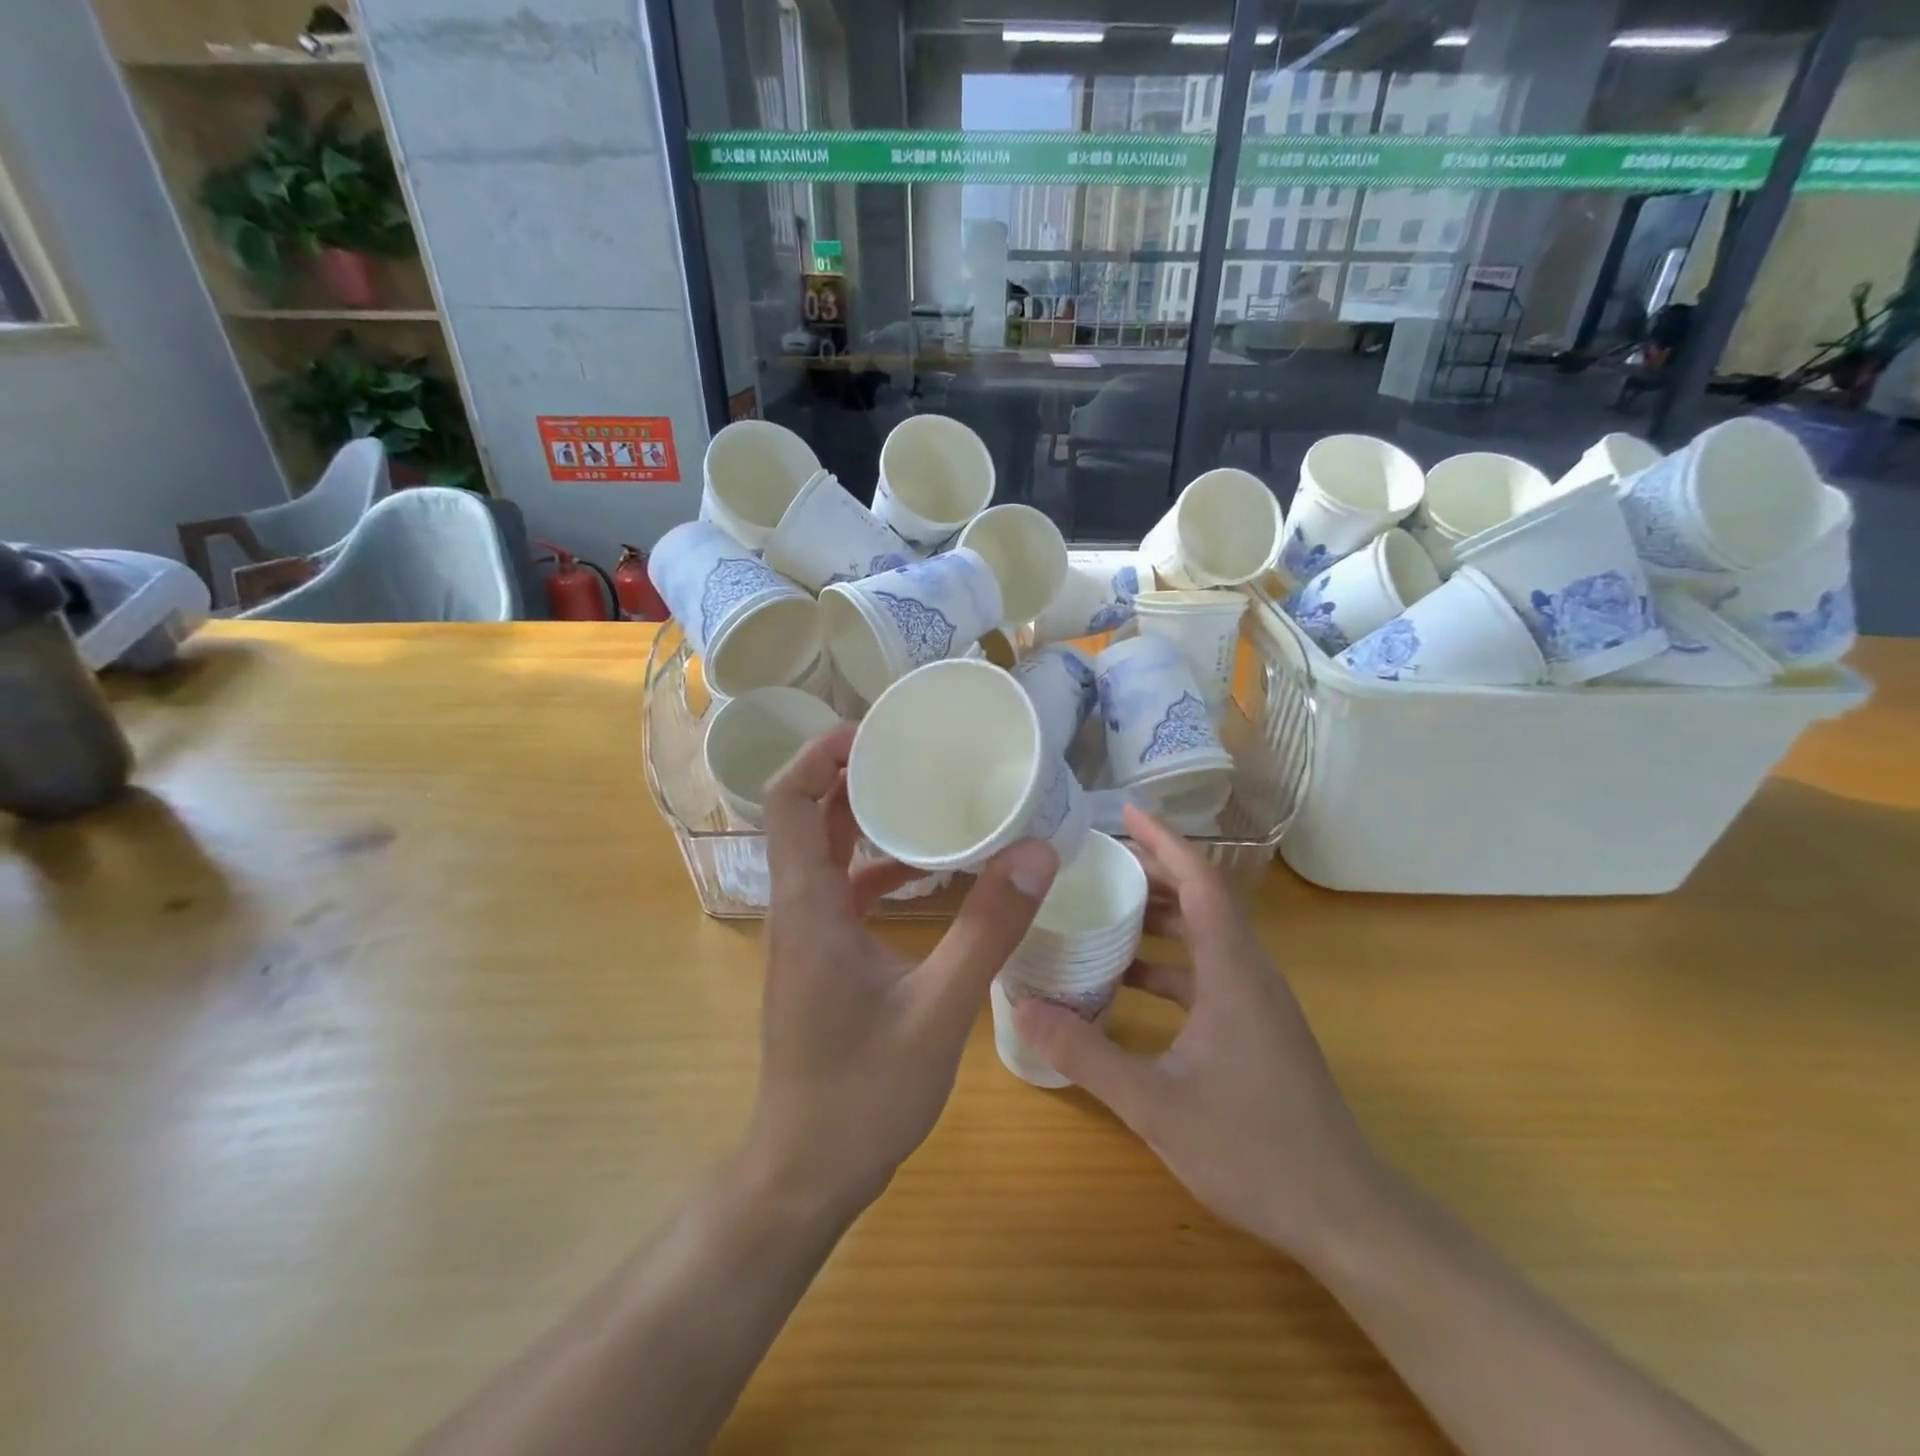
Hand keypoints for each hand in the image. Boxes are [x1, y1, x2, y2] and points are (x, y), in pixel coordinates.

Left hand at [746, 725, 1057, 1221]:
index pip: (789, 801)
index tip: (877, 730)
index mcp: (809, 907)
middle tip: (915, 749)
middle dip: (853, 773)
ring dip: (866, 817)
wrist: (805, 1173)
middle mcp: (797, 908)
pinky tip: (928, 873)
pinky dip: (878, 866)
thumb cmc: (861, 1095)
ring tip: (926, 792)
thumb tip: (1035, 853)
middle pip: (806, 815)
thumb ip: (987, 931)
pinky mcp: (822, 957)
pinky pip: (843, 889)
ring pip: (825, 851)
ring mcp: (807, 934)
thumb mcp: (939, 1011)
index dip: (821, 754)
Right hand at [1014, 805, 1379, 1261]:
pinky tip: (1128, 983)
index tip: (1126, 812)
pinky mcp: (1256, 1027)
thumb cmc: (1255, 1150)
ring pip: (1206, 936)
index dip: (1165, 841)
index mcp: (1233, 972)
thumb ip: (1087, 1055)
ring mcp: (1257, 1002)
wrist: (1344, 1214)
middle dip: (1154, 871)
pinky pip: (1208, 972)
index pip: (1201, 882)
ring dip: (1160, 917)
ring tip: (1106, 909)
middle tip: (1099, 857)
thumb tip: (1023, 1006)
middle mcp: (1250, 973)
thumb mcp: (1156, 1104)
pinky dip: (1169, 963)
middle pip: (1203, 899)